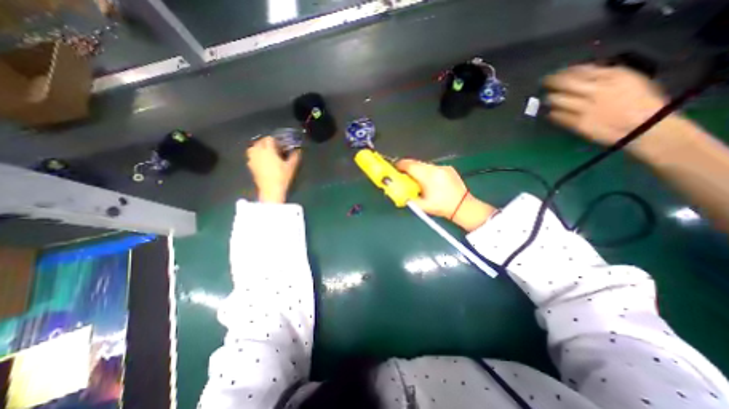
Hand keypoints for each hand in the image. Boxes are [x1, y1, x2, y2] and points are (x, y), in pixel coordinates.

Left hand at [245, 137, 300, 201]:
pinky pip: (251, 156)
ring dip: (259, 148)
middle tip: (275, 148)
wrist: (270, 190)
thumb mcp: (291, 167)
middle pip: (260, 141)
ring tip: (266, 153)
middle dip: (267, 143)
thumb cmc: (281, 177)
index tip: (281, 145)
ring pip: (253, 147)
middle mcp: (258, 152)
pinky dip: (256, 155)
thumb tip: (298, 150)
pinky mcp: (250, 166)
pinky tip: (262, 161)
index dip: (276, 140)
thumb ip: (295, 156)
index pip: (269, 139)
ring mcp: (252, 159)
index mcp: (268, 150)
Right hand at [397, 157, 497, 231]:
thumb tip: (399, 192)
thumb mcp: (422, 205)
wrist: (463, 206)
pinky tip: (430, 182)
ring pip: (424, 165)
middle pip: (416, 163)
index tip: (394, 168)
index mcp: (428, 176)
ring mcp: (443, 167)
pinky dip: (427, 172)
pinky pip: (433, 168)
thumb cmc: (441, 207)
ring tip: (417, 181)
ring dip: (418, 170)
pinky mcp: (448, 168)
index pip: (410, 165)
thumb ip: (408, 198)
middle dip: (408, 168)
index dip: (400, 165)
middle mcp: (435, 168)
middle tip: (403, 176)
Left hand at [544, 65, 674, 153]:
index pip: (580, 70)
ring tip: (547, 97)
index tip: (556, 72)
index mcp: (612, 77)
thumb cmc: (640, 101)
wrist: (645, 125)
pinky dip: (552, 113)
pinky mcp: (578, 123)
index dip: (564, 71)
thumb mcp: (629, 79)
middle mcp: (596, 91)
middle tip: (545, 82)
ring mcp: (585, 108)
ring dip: (550, 98)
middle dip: (552, 82)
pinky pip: (558, 117)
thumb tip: (583, 71)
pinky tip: (551, 112)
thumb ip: (605, 74)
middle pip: (565, 84)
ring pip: (558, 100)